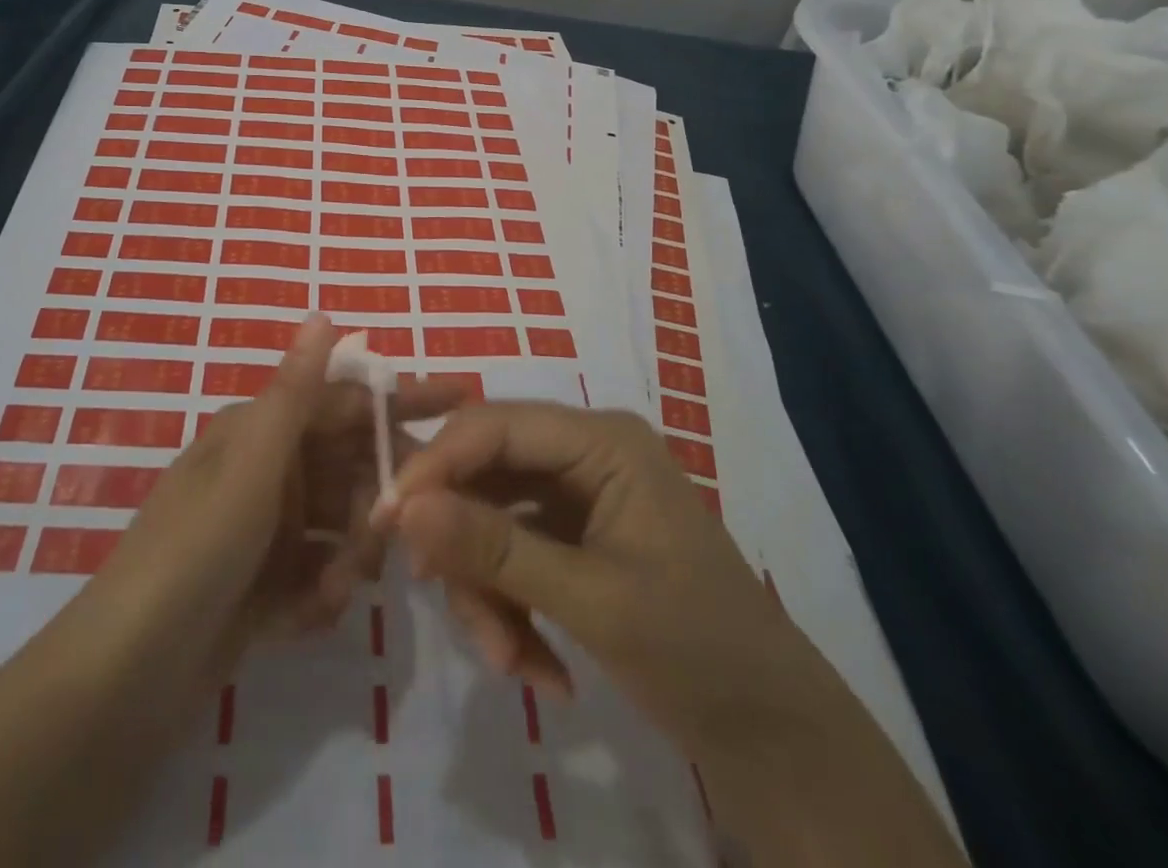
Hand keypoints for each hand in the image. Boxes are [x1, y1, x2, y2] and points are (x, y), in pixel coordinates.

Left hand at [86, 314, 467, 691]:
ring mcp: (264, 530)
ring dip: (347, 557)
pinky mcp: (262, 585)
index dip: (400, 401)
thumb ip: (294, 393)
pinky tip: (301, 617)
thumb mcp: (251, 467)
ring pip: (339, 527)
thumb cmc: (196, 550)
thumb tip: (323, 313)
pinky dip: (317, 594)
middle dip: (375, 504)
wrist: (125, 679)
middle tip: (388, 544)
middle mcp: (265, 471)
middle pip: (350, 469)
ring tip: (335, 591)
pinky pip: (316, 574)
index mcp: (261, 432)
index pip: (345, 402)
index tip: (461, 401)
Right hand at [382, 402, 799, 742]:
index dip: (436, 465)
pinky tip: (536, 669)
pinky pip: (513, 555)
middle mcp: (586, 454)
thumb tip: (404, 509)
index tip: (388, 521)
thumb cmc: (699, 654)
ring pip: (492, 520)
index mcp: (602, 440)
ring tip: (510, 664)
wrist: (778, 742)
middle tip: (436, 596)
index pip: (494, 424)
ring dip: (487, 591)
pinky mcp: (575, 540)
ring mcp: (580, 498)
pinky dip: (511, 609)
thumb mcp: (591, 601)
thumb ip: (495, 551)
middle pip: (487, 473)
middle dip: (463, 542)